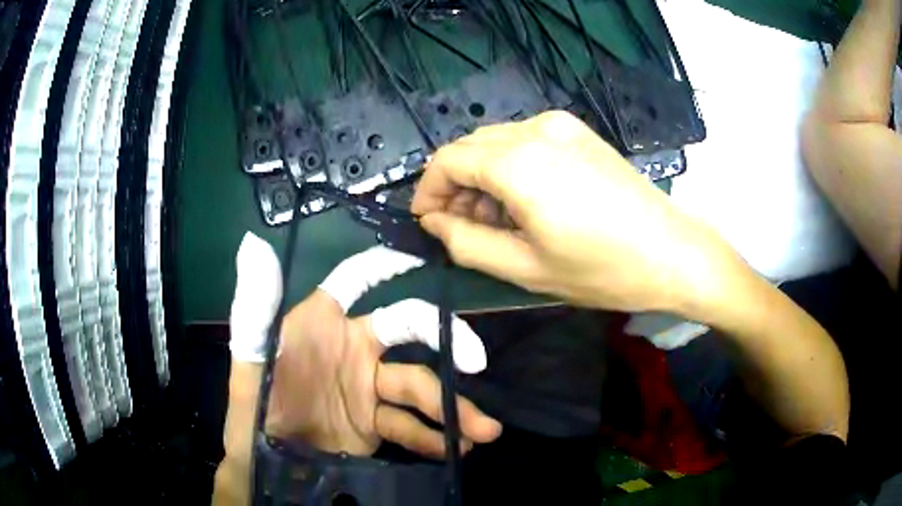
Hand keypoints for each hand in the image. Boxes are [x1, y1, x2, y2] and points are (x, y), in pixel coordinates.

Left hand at [264, 251, 501, 457]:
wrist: (266, 458)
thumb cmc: (254, 401)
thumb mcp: (250, 357)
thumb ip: (254, 307)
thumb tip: (253, 245)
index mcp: (322, 323)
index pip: (355, 280)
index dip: (384, 264)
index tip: (419, 258)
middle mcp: (353, 348)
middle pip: (409, 329)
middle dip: (447, 339)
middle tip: (475, 361)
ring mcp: (368, 389)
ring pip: (419, 387)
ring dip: (453, 407)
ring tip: (483, 430)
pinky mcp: (375, 426)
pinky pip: (410, 428)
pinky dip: (434, 438)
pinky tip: (457, 448)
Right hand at [411, 111, 733, 313]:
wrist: (673, 252)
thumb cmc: (602, 270)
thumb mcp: (526, 270)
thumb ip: (467, 244)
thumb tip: (435, 222)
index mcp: (520, 163)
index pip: (448, 160)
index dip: (429, 189)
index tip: (428, 220)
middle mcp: (536, 130)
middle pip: (470, 147)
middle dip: (456, 185)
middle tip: (463, 228)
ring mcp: (561, 126)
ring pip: (496, 142)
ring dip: (483, 177)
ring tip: (498, 221)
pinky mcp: (579, 132)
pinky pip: (525, 141)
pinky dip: (511, 167)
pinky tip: (527, 201)